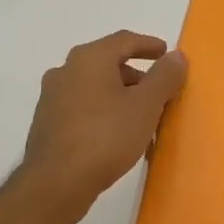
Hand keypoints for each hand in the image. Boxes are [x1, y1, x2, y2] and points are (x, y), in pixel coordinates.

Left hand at [20, 30, 187, 212]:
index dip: (148, 45)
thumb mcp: (146, 105)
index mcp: (89, 59)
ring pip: (95, 87)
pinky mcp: (47, 123)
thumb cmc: (106, 136)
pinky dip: (104, 112)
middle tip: (158, 91)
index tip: (166, 53)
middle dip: (136, 75)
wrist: (56, 182)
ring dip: (120, 96)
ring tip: (141, 117)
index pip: (124, 40)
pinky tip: (117, 134)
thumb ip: (164, 77)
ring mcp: (52, 98)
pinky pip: (83, 108)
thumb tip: (176, 56)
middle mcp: (66, 71)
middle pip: (107, 63)